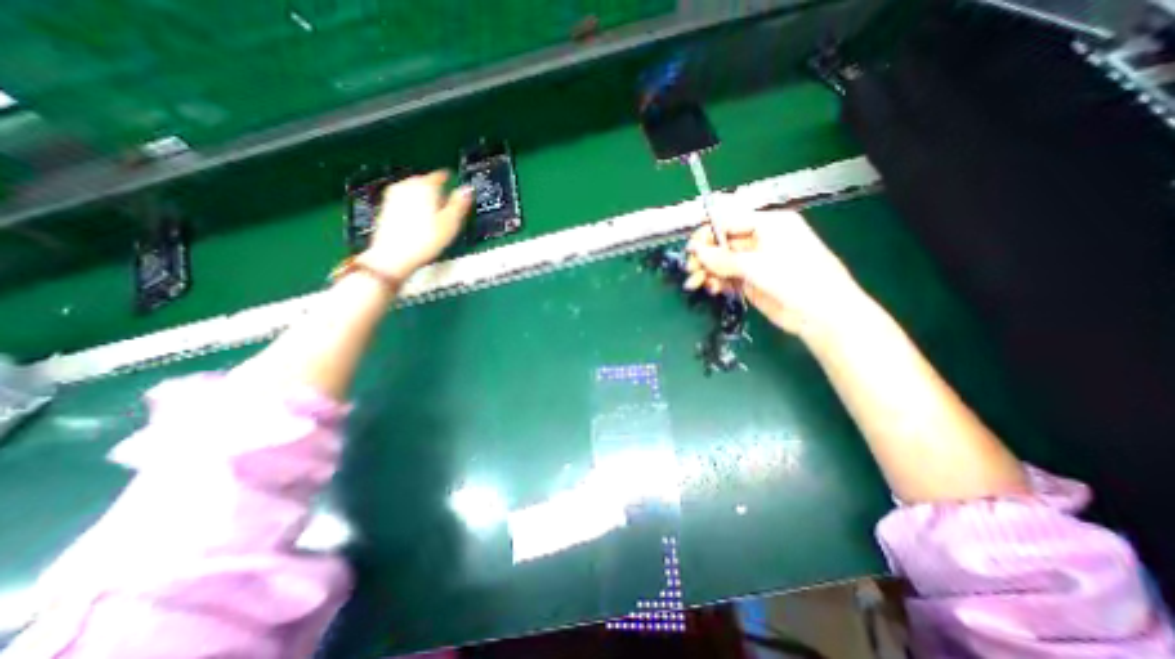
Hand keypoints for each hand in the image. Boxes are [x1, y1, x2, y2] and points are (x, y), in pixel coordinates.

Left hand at [363, 171, 470, 280]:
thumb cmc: (425, 240)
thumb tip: (468, 189)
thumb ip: (460, 203)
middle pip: (426, 183)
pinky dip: (414, 208)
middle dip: (437, 193)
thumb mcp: (450, 223)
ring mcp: (394, 195)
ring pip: (415, 192)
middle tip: (447, 207)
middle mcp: (407, 185)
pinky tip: (420, 222)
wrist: (393, 256)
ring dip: (425, 200)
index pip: (441, 176)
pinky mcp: (386, 207)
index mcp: (425, 185)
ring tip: (435, 217)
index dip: (451, 183)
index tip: (457, 191)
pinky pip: (405, 201)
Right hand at [686, 197, 866, 335]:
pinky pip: (728, 277)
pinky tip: (713, 289)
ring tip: (697, 284)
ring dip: (708, 271)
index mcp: (768, 225)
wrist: (822, 315)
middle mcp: (761, 240)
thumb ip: (723, 258)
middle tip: (691, 271)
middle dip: (705, 256)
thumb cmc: (796, 280)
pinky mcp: (753, 281)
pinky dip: (717, 282)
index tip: (691, 250)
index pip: (729, 222)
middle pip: (723, 243)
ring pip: (722, 262)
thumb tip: (696, 251)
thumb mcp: (757, 265)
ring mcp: (756, 262)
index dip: (708, 235)